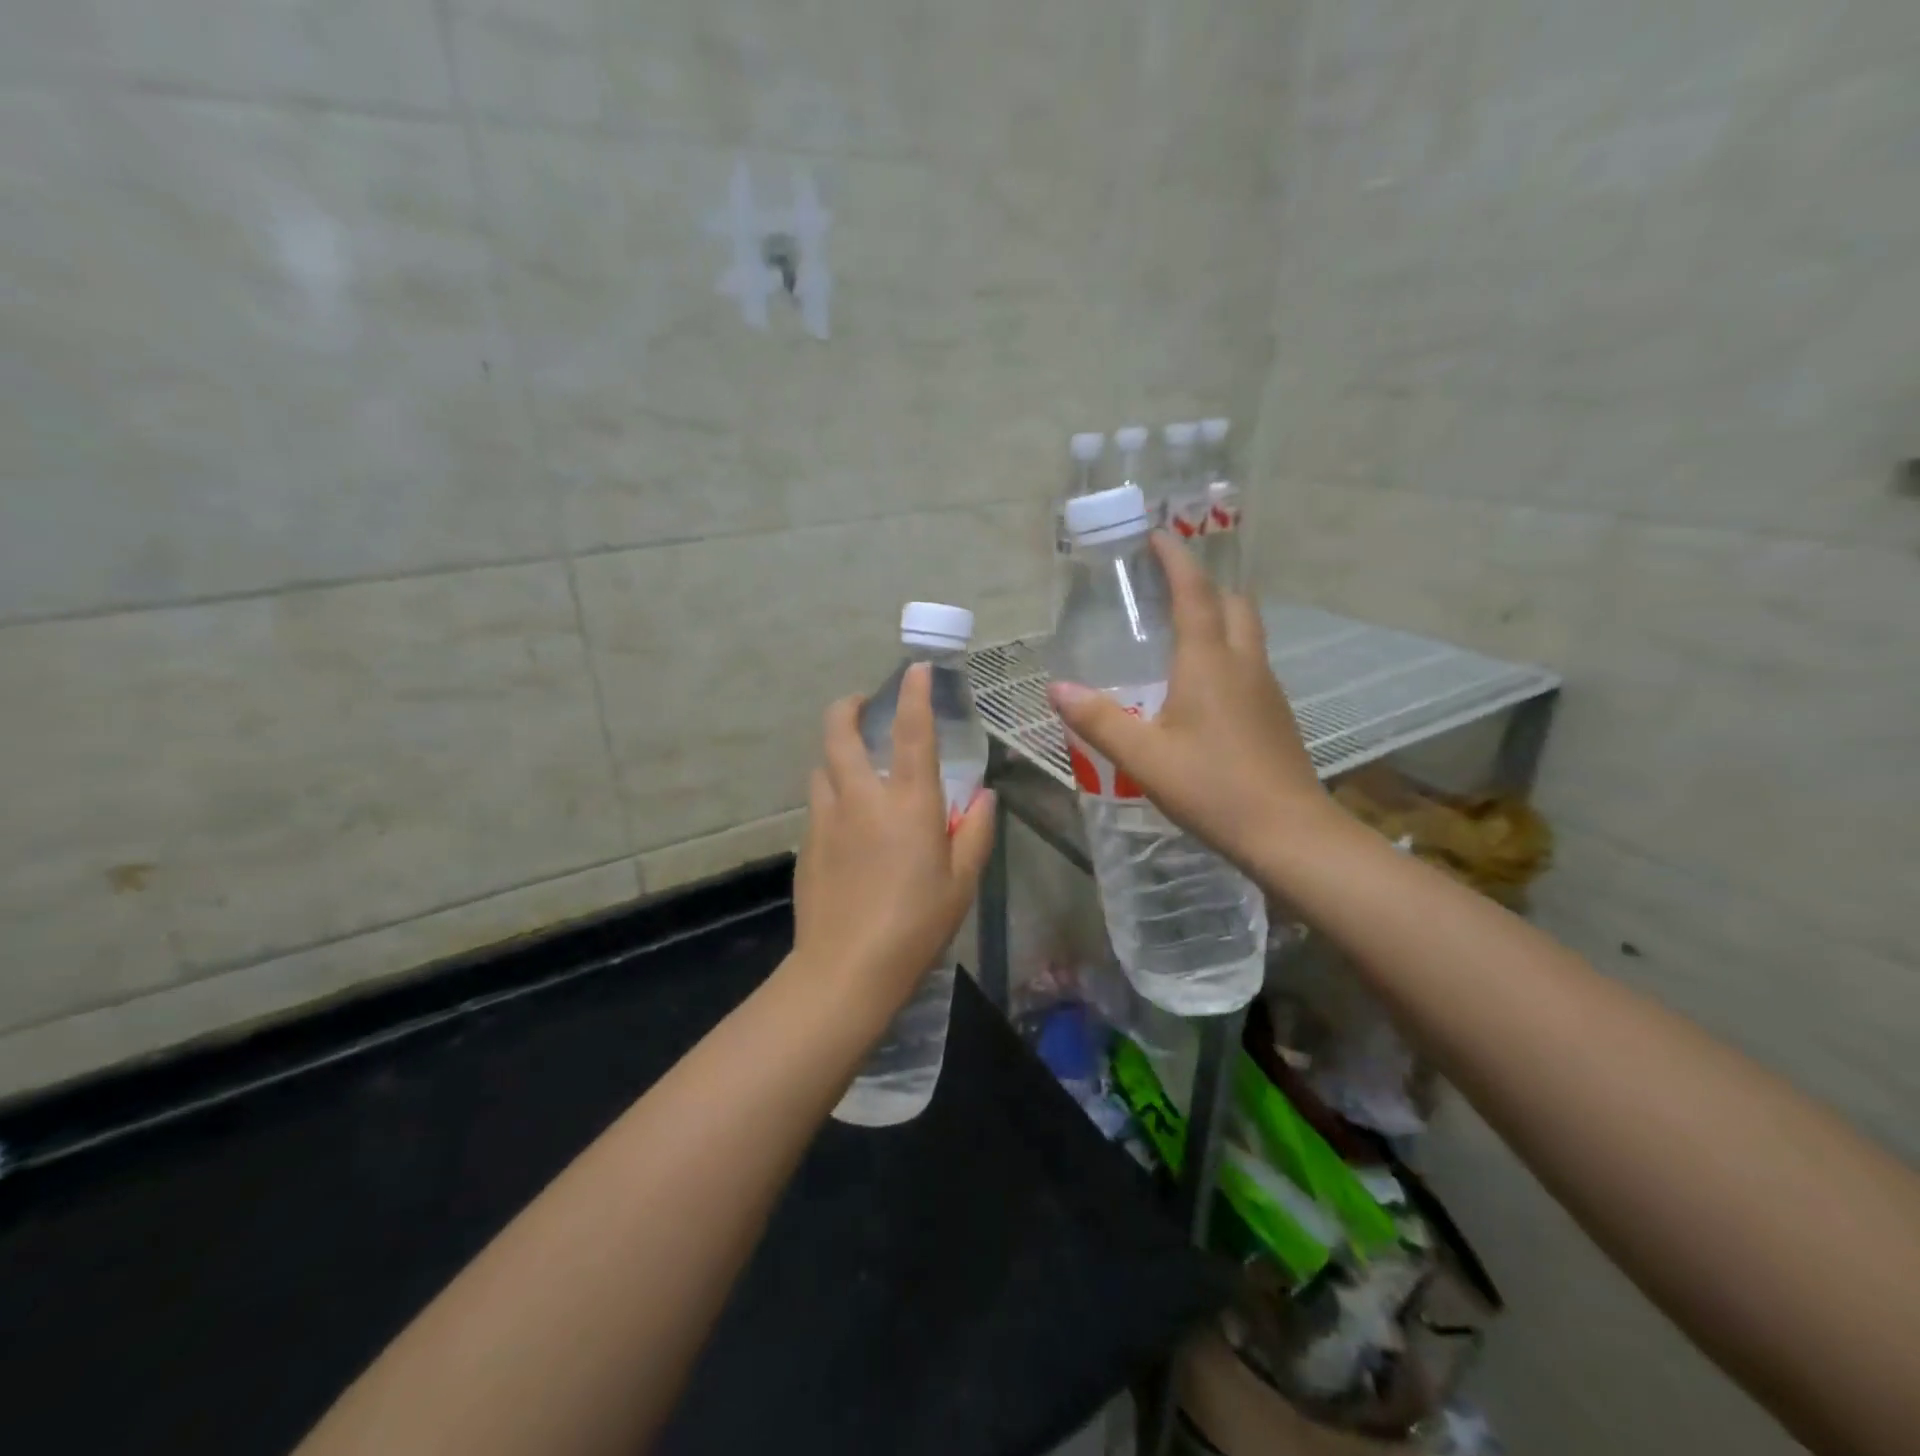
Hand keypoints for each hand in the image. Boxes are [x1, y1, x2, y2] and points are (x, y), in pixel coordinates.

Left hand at [792, 663, 995, 1023]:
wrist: (847, 969)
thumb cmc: (917, 924)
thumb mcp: (961, 882)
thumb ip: (975, 832)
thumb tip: (983, 798)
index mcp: (908, 803)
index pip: (912, 732)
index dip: (913, 693)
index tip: (914, 670)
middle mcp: (861, 798)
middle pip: (839, 732)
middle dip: (848, 707)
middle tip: (862, 706)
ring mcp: (826, 819)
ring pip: (822, 766)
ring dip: (837, 756)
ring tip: (856, 769)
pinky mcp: (806, 845)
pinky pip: (818, 805)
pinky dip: (832, 797)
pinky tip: (847, 826)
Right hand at [1048, 531, 1328, 870]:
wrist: (1289, 833)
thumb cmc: (1213, 788)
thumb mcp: (1144, 757)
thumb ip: (1099, 720)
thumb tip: (1057, 689)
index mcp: (1209, 662)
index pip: (1194, 593)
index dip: (1175, 560)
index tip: (1157, 536)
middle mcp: (1243, 664)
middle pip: (1232, 603)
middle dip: (1202, 583)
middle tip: (1167, 584)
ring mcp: (1266, 689)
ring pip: (1246, 632)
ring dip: (1218, 615)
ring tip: (1180, 628)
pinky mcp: (1275, 714)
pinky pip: (1250, 663)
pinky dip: (1227, 651)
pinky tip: (1203, 685)